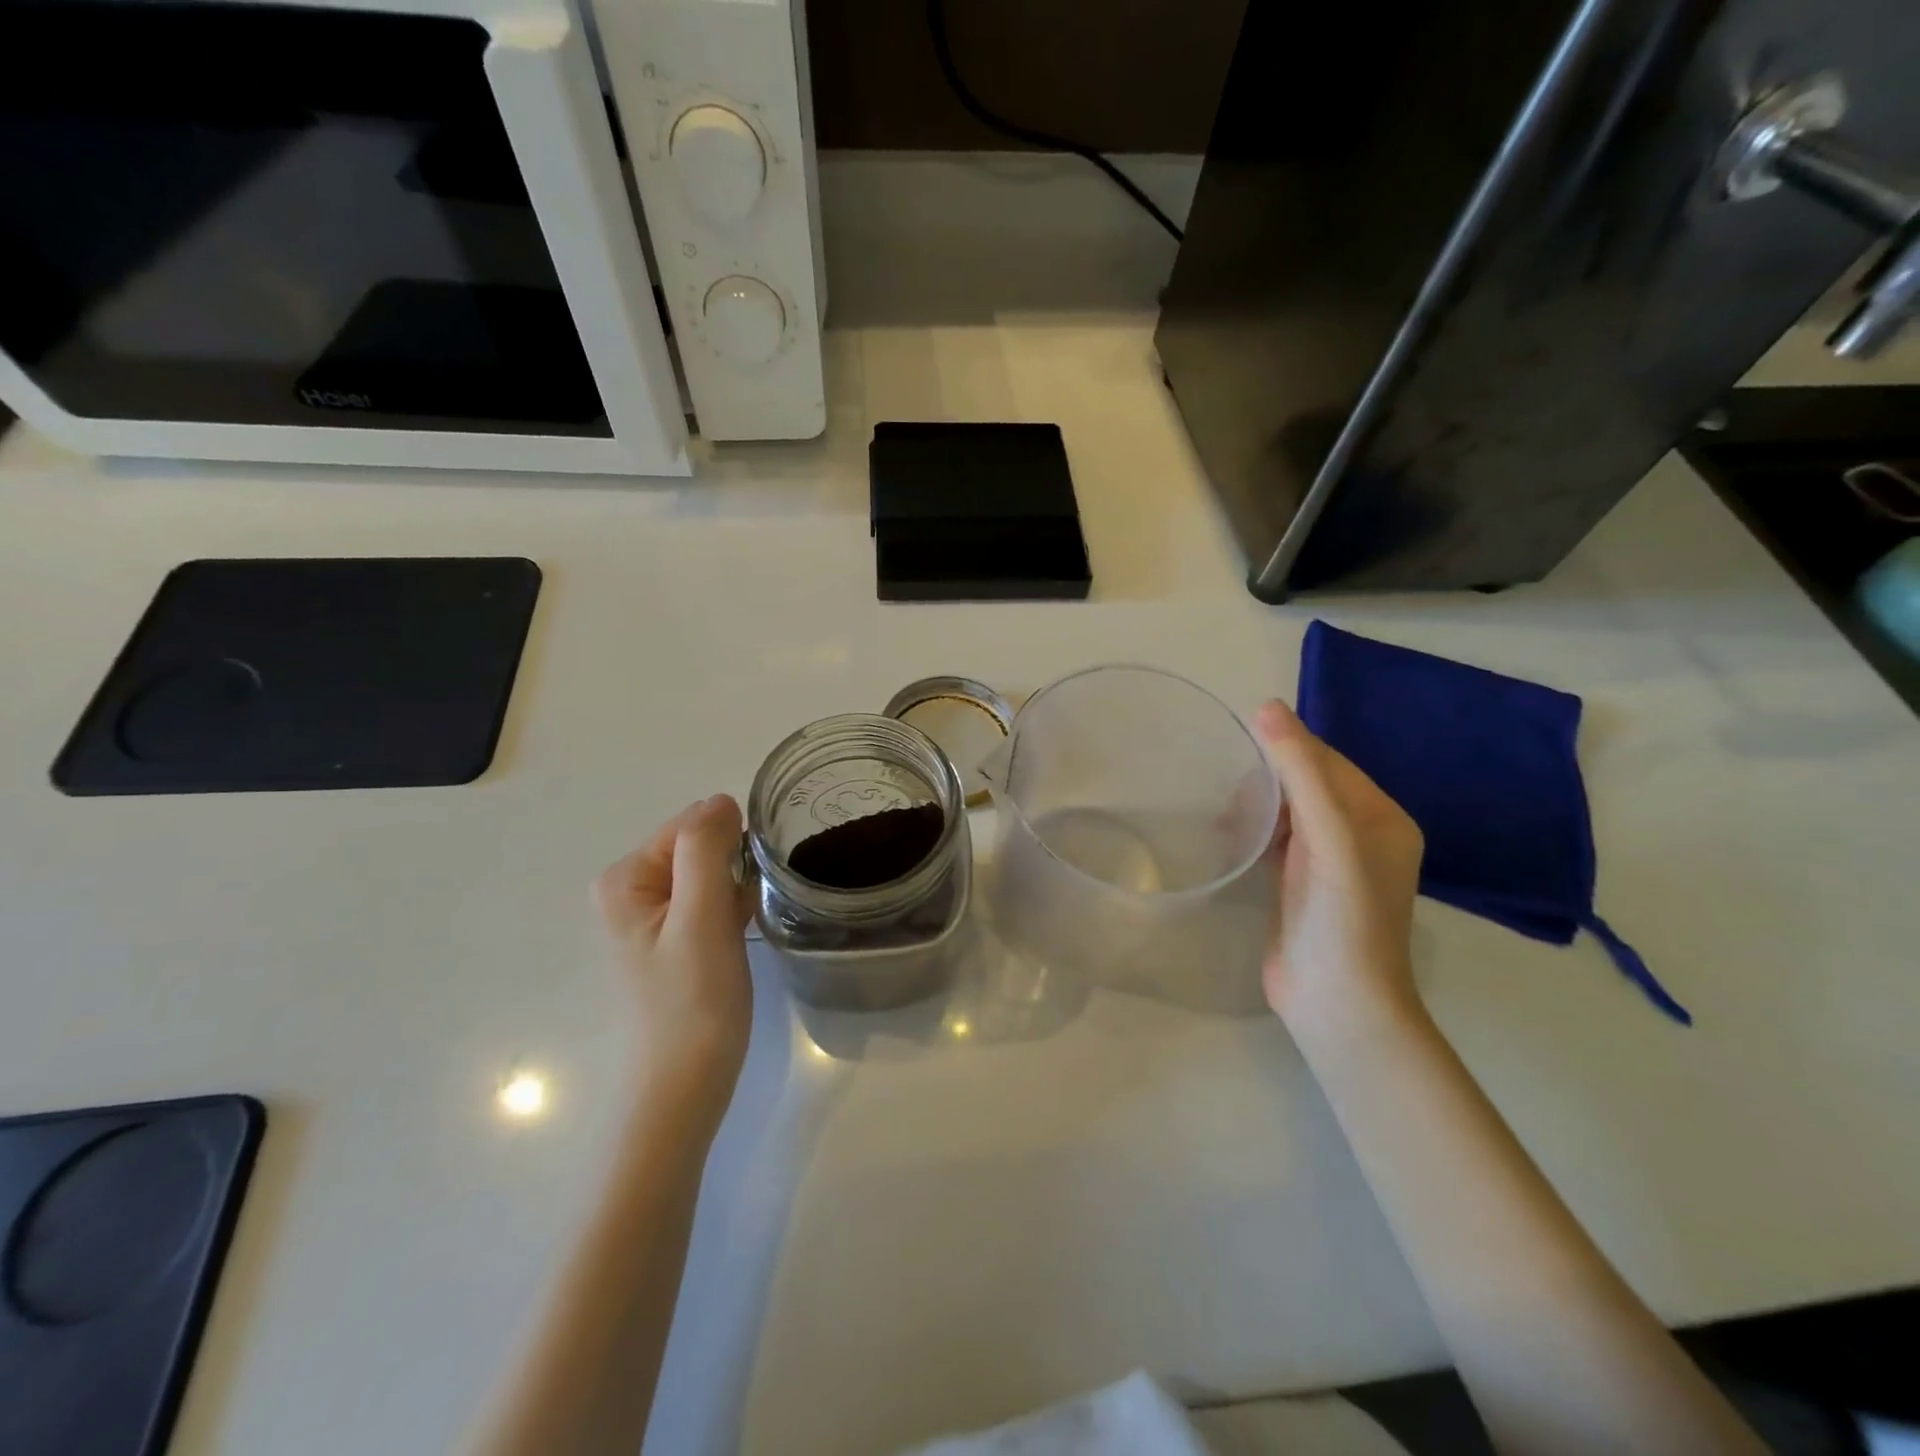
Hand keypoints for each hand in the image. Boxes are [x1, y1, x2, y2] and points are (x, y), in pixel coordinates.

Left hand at [593, 795, 753, 1129]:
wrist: (687, 1082)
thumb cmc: (694, 1001)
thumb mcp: (701, 918)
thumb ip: (705, 850)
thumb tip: (721, 800)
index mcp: (625, 878)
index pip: (690, 826)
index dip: (727, 849)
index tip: (744, 887)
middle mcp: (631, 889)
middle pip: (701, 846)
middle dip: (732, 870)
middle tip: (739, 915)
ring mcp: (654, 914)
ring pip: (713, 872)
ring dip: (735, 890)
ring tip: (741, 928)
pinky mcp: (676, 936)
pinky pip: (713, 897)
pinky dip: (733, 908)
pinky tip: (740, 935)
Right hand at [1256, 700, 1424, 1035]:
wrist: (1335, 1003)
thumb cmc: (1341, 916)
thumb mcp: (1327, 837)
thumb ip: (1301, 772)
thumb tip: (1267, 707)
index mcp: (1383, 818)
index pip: (1330, 762)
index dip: (1288, 748)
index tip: (1240, 743)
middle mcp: (1362, 836)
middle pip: (1309, 784)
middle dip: (1269, 779)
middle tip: (1231, 794)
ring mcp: (1330, 864)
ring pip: (1290, 812)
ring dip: (1258, 805)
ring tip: (1227, 818)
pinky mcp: (1300, 886)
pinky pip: (1277, 840)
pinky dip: (1254, 831)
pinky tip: (1229, 837)